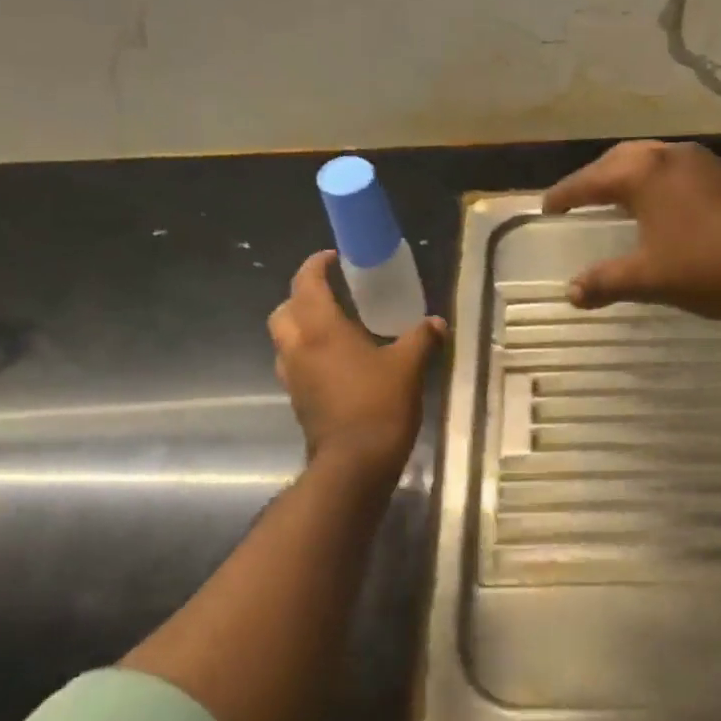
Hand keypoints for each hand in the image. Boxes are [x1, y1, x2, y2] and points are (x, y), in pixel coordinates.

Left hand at [268, 252, 444, 477]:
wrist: (355, 463)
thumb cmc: (379, 405)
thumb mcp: (409, 366)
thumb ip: (421, 338)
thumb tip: (436, 322)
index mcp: (321, 330)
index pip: (306, 284)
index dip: (315, 265)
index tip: (331, 257)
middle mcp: (299, 347)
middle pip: (284, 310)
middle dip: (301, 296)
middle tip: (329, 293)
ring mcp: (293, 376)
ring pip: (284, 338)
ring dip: (300, 325)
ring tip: (331, 326)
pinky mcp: (297, 399)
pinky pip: (294, 364)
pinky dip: (307, 353)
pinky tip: (334, 361)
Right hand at [541, 140, 720, 320]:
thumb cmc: (708, 266)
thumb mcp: (650, 278)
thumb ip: (606, 282)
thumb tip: (572, 293)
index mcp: (643, 173)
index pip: (589, 180)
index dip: (565, 195)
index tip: (547, 208)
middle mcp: (670, 156)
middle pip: (620, 160)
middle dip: (595, 178)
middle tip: (578, 199)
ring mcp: (704, 162)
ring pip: (652, 161)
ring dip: (629, 177)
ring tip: (617, 201)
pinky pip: (677, 171)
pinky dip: (656, 184)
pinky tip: (662, 209)